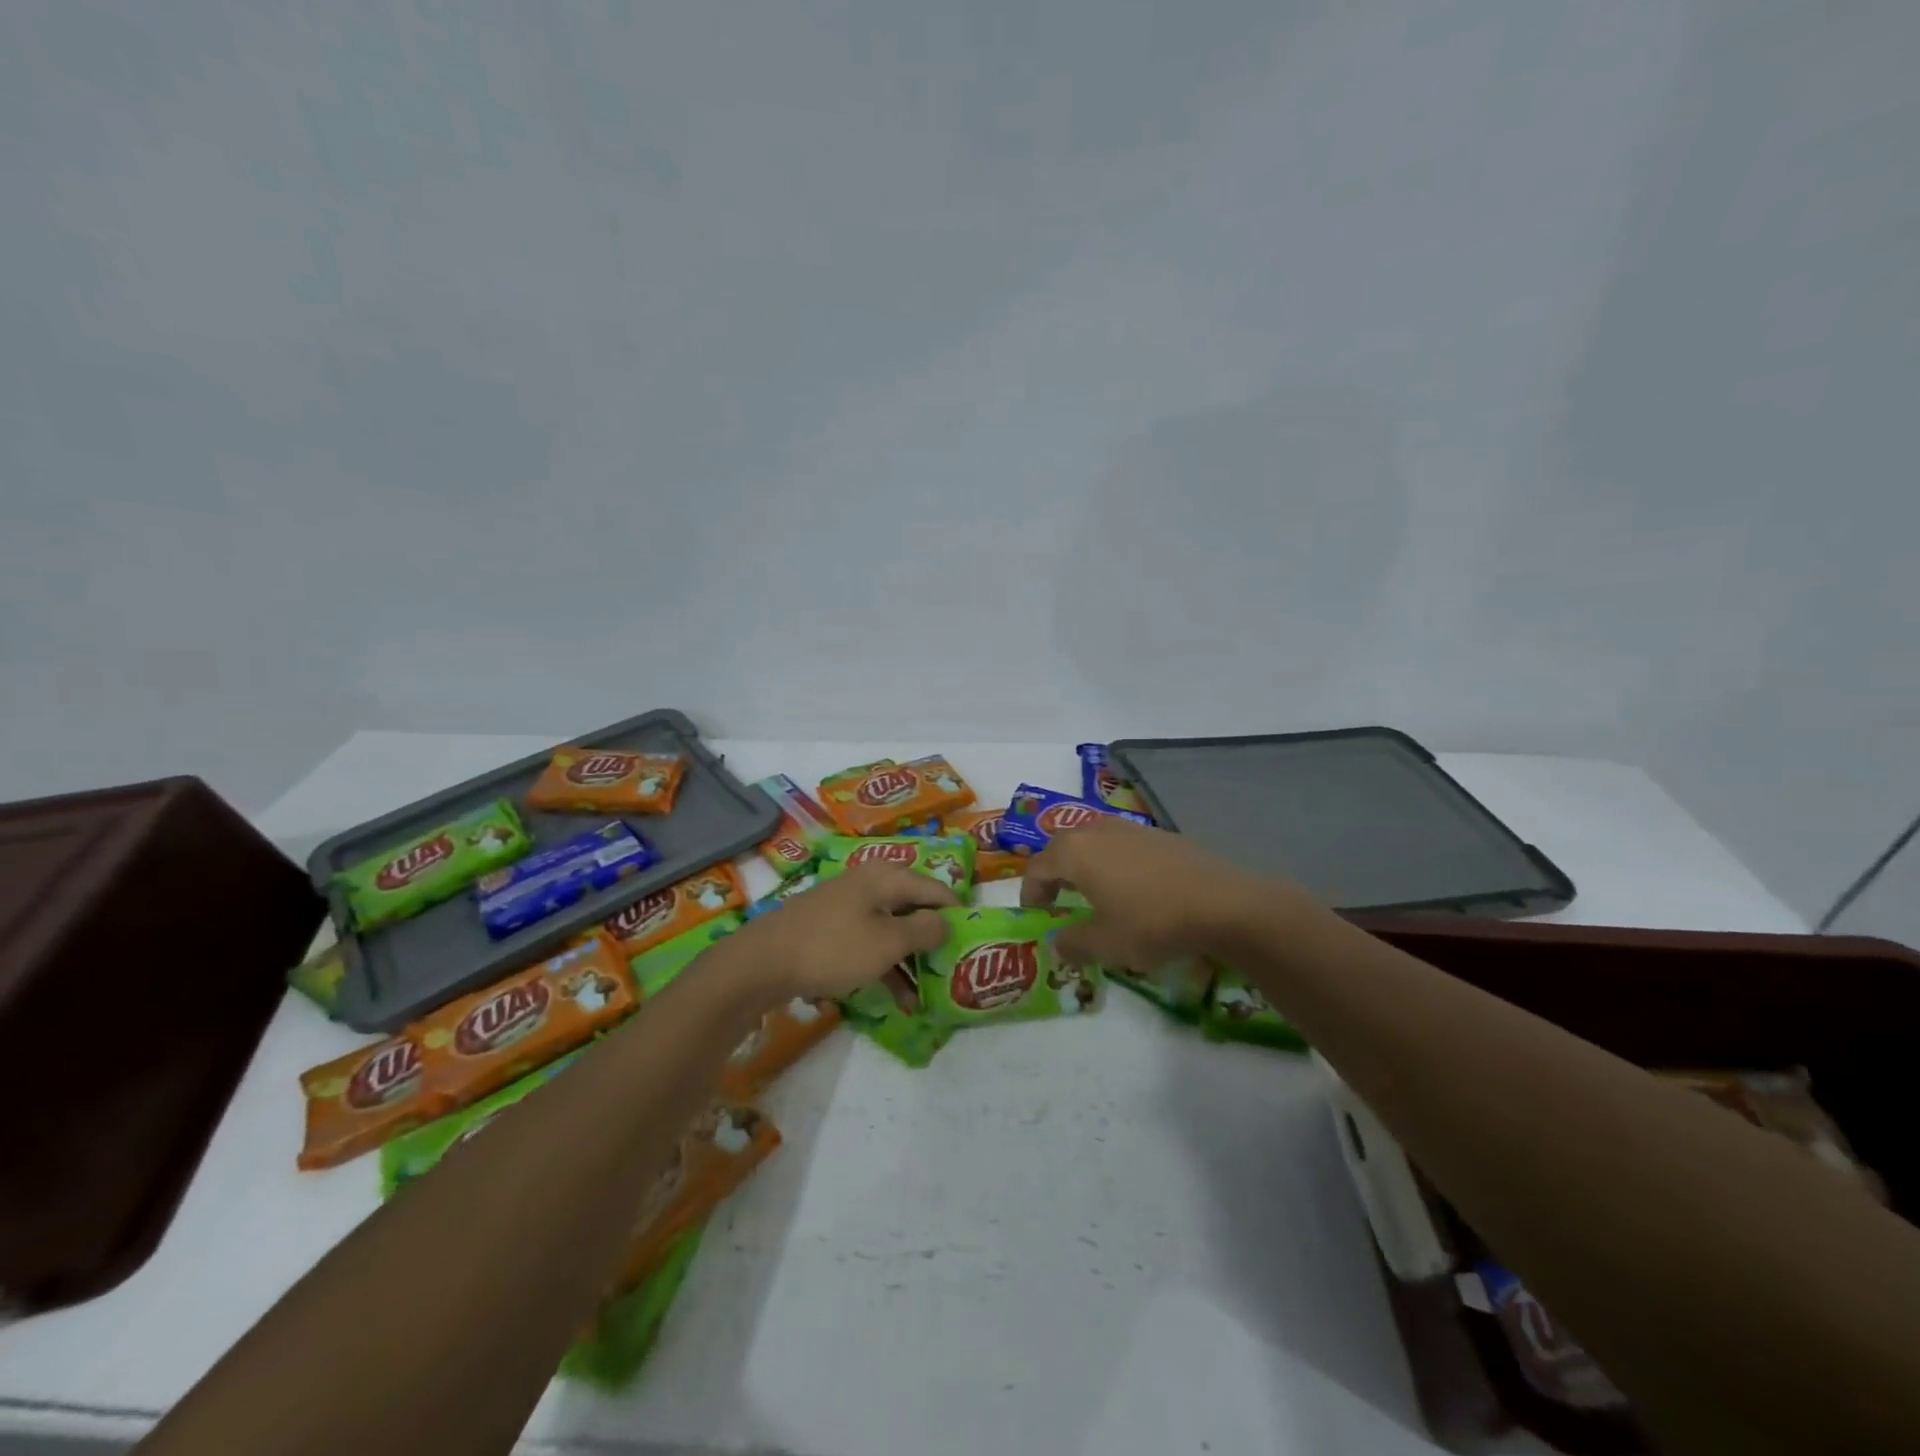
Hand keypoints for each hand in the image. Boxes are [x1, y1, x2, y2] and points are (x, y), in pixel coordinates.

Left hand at [728, 863, 958, 998]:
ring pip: (890, 930)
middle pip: (913, 908)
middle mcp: (868, 883)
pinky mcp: (829, 928)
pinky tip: (893, 999)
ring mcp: (846, 905)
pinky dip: (882, 966)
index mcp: (886, 876)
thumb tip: (948, 921)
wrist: (761, 963)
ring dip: (908, 962)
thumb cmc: (833, 948)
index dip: (957, 915)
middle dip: (932, 942)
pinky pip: (867, 943)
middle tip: (951, 971)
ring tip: (924, 998)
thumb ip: (924, 930)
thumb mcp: (887, 943)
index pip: (936, 889)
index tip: (974, 944)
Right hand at [1020, 818, 1273, 967]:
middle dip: (1054, 873)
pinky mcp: (1158, 833)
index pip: (1037, 868)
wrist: (1222, 903)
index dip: (1030, 892)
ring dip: (1084, 864)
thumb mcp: (1106, 944)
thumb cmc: (1152, 922)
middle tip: (1057, 900)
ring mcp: (1129, 827)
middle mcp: (1096, 830)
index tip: (1036, 915)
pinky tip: (1131, 887)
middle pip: (1062, 847)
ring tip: (1092, 891)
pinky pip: (1121, 843)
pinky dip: (1113, 861)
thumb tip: (1058, 944)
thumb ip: (1073, 943)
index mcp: (1074, 852)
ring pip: (1092, 841)